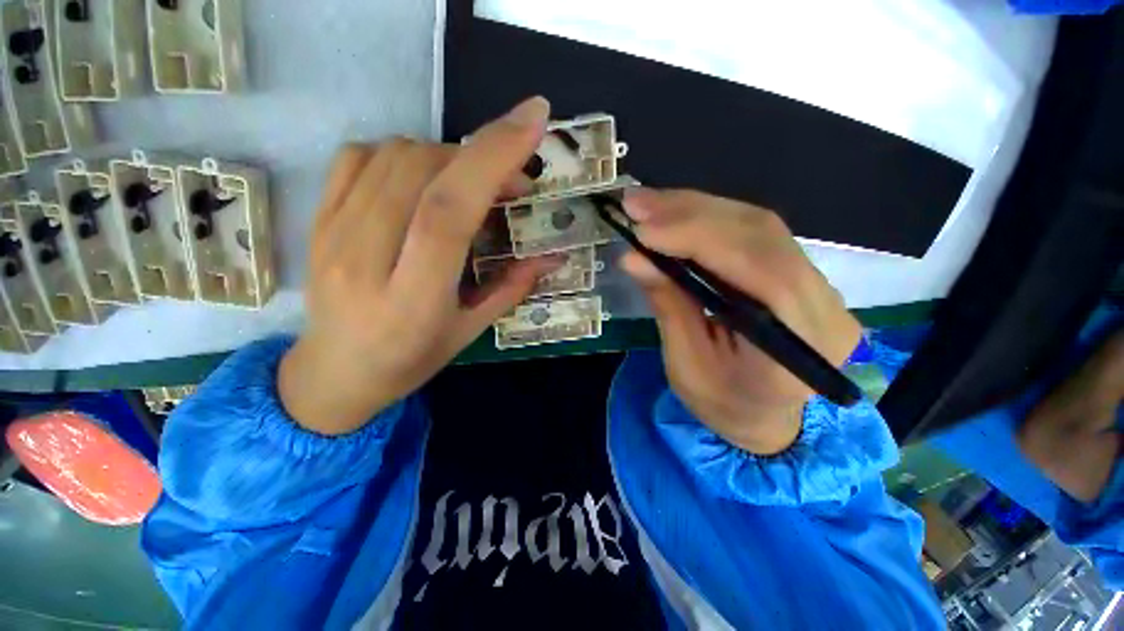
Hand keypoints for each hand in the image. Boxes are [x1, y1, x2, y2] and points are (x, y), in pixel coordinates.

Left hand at [279, 97, 555, 434]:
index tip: (532, 119)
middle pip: (423, 173)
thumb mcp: (469, 332)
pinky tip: (421, 180)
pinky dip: (403, 153)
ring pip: (394, 156)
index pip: (448, 211)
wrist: (334, 372)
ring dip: (447, 157)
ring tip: (468, 186)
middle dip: (480, 158)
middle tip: (510, 182)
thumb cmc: (409, 359)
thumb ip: (511, 288)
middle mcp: (365, 258)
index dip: (491, 158)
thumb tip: (552, 256)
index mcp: (412, 298)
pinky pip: (360, 157)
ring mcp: (332, 234)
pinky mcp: (317, 219)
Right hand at [621, 189, 860, 454]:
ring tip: (648, 205)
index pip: (762, 273)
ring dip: (696, 209)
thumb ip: (668, 306)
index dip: (701, 240)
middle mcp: (824, 307)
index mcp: (799, 351)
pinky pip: (754, 232)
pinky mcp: (799, 272)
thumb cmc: (723, 404)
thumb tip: (634, 257)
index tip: (645, 230)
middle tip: (637, 204)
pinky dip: (708, 218)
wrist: (765, 417)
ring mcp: (818, 285)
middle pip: (762, 237)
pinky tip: (675, 214)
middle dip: (691, 214)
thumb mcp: (686, 365)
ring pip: (758, 225)